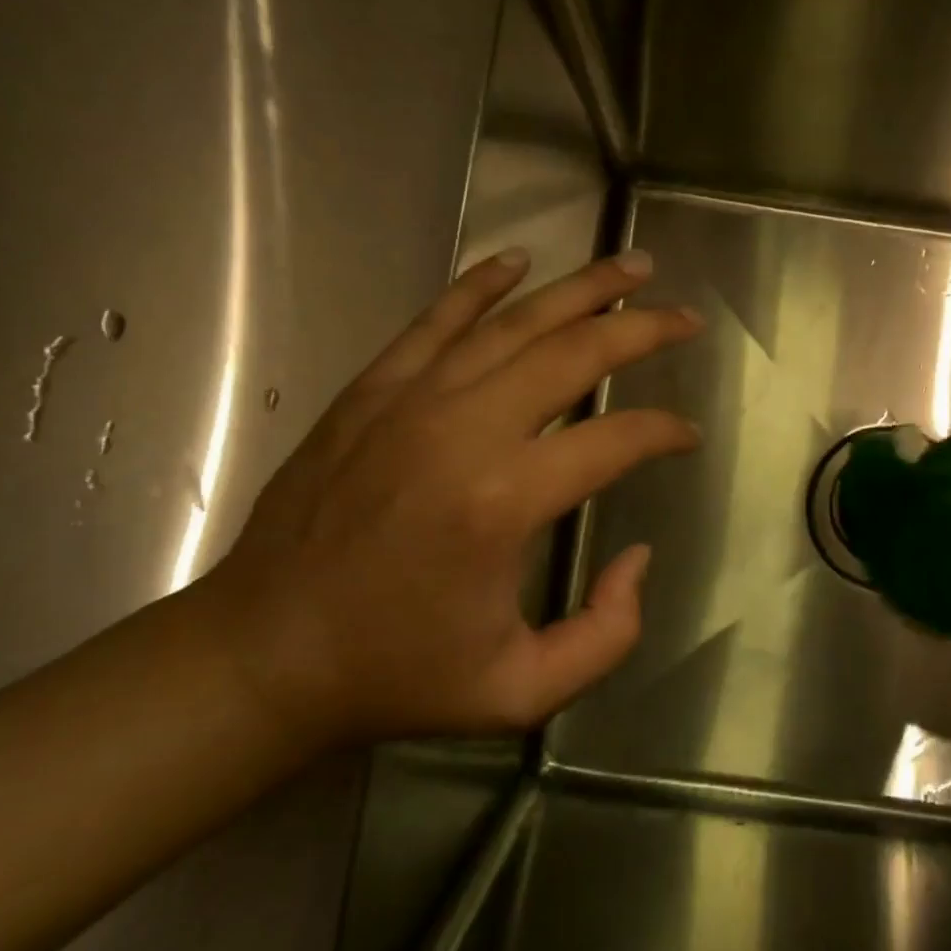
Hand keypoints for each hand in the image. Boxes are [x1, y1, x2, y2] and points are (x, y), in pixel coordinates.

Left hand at [197, 248, 703, 747]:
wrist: (262, 654)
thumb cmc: (397, 673)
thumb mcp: (522, 691)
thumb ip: (609, 632)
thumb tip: (638, 556)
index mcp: (504, 502)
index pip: (615, 439)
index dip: (664, 432)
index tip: (687, 435)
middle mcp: (465, 430)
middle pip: (575, 354)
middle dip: (643, 329)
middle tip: (687, 319)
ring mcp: (412, 400)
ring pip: (515, 322)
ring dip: (582, 288)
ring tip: (633, 264)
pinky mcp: (372, 392)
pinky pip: (437, 321)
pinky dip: (480, 285)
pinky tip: (518, 259)